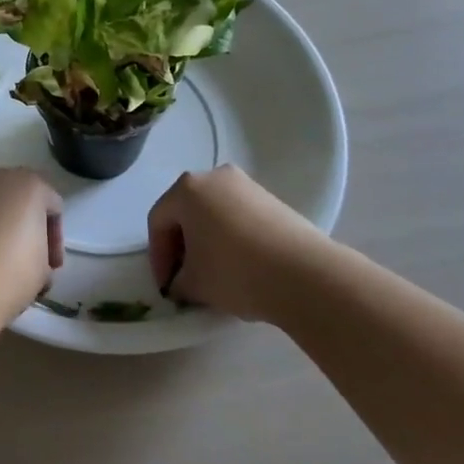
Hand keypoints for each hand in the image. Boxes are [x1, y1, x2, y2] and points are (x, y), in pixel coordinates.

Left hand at [0, 169, 64, 319]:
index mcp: (30, 184)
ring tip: (1, 263)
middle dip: (27, 228)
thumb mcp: (44, 268)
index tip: (51, 266)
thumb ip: (43, 253)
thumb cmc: (11, 272)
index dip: (56, 239)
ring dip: (1, 228)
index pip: (53, 206)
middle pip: (21, 200)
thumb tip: (32, 257)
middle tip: (30, 261)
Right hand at [147, 164, 331, 320]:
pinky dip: (230, 237)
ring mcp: (246, 185)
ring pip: (213, 212)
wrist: (305, 274)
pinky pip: (238, 216)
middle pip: (186, 211)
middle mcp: (214, 176)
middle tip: (184, 278)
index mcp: (187, 188)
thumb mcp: (194, 284)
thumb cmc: (236, 272)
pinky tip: (239, 265)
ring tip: (213, 273)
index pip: (158, 221)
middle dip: (181, 245)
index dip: (158, 257)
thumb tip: (182, 282)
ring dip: (206, 240)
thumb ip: (177, 281)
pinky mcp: (272, 199)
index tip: (166, 286)